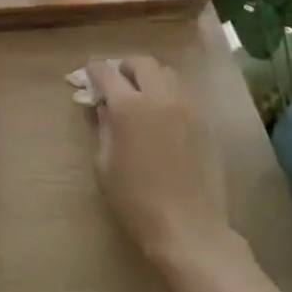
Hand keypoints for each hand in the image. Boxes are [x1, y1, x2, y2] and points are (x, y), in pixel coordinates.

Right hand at [87, 57, 229, 262]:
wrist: (189, 229)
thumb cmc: (136, 201)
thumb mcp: (105, 165)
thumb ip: (103, 127)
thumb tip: (102, 106)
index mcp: (129, 106)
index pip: (106, 72)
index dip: (93, 70)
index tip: (88, 75)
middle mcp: (159, 96)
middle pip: (141, 62)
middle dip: (124, 67)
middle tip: (115, 83)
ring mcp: (186, 106)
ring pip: (166, 73)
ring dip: (149, 77)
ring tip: (141, 96)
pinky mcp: (204, 121)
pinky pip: (183, 93)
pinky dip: (168, 93)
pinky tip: (162, 115)